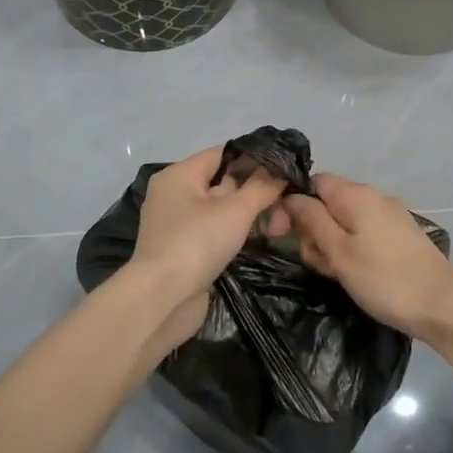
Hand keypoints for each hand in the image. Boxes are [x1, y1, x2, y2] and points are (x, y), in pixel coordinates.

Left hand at [128, 146, 289, 350]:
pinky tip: (262, 237)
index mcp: (179, 175)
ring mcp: (178, 223)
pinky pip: (215, 230)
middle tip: (289, 201)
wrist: (164, 298)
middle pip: (223, 181)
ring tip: (281, 223)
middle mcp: (175, 194)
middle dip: (256, 190)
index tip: (285, 167)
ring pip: (221, 208)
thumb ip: (262, 186)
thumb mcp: (236, 210)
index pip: (222, 153)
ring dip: (250, 214)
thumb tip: (282, 168)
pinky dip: (236, 232)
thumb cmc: (197, 243)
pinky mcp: (184, 249)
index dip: (255, 157)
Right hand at [282, 173, 452, 342]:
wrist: (442, 305)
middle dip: (313, 229)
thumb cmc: (383, 278)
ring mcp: (390, 216)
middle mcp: (374, 197)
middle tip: (316, 262)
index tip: (282, 233)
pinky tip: (354, 275)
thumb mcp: (338, 251)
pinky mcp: (400, 236)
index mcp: (356, 194)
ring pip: (345, 222)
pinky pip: (363, 234)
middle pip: (328, 202)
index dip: (294, 204)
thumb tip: (291, 197)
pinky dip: (352, 250)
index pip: (313, 182)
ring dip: (331, 244)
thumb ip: (311, 220)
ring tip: (336, 274)